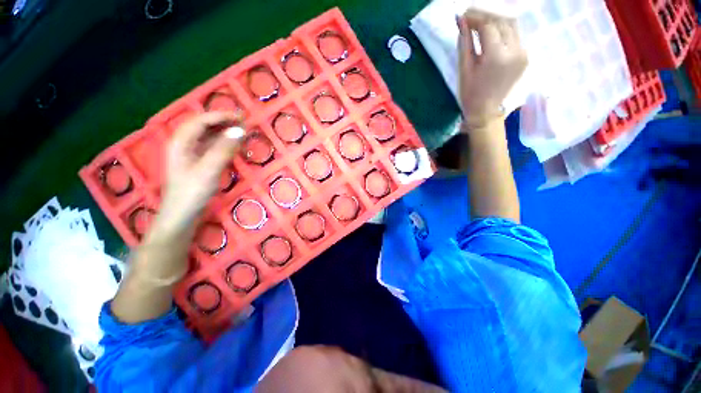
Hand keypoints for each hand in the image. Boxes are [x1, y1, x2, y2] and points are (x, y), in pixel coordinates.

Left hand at [154, 111, 244, 237]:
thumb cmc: (191, 193)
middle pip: (203, 126)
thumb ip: (223, 149)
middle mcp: (184, 145)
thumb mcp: (209, 170)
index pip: (200, 121)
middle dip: (222, 121)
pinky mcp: (198, 165)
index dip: (220, 116)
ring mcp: (191, 155)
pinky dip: (223, 144)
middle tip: (243, 122)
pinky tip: (233, 145)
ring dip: (224, 132)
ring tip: (241, 131)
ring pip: (207, 137)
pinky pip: (211, 148)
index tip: (240, 116)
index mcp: (181, 142)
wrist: (182, 217)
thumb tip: (239, 130)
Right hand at [456, 10, 527, 125]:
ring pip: (511, 25)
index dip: (475, 17)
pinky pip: (515, 36)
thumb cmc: (470, 93)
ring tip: (480, 23)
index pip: (488, 26)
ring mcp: (523, 53)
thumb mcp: (464, 68)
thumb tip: (461, 20)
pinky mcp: (525, 56)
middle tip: (470, 17)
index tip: (463, 15)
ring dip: (496, 21)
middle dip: (485, 16)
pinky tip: (492, 33)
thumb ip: (465, 42)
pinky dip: (503, 30)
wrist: (486, 111)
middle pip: (502, 21)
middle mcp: (515, 51)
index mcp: (497, 56)